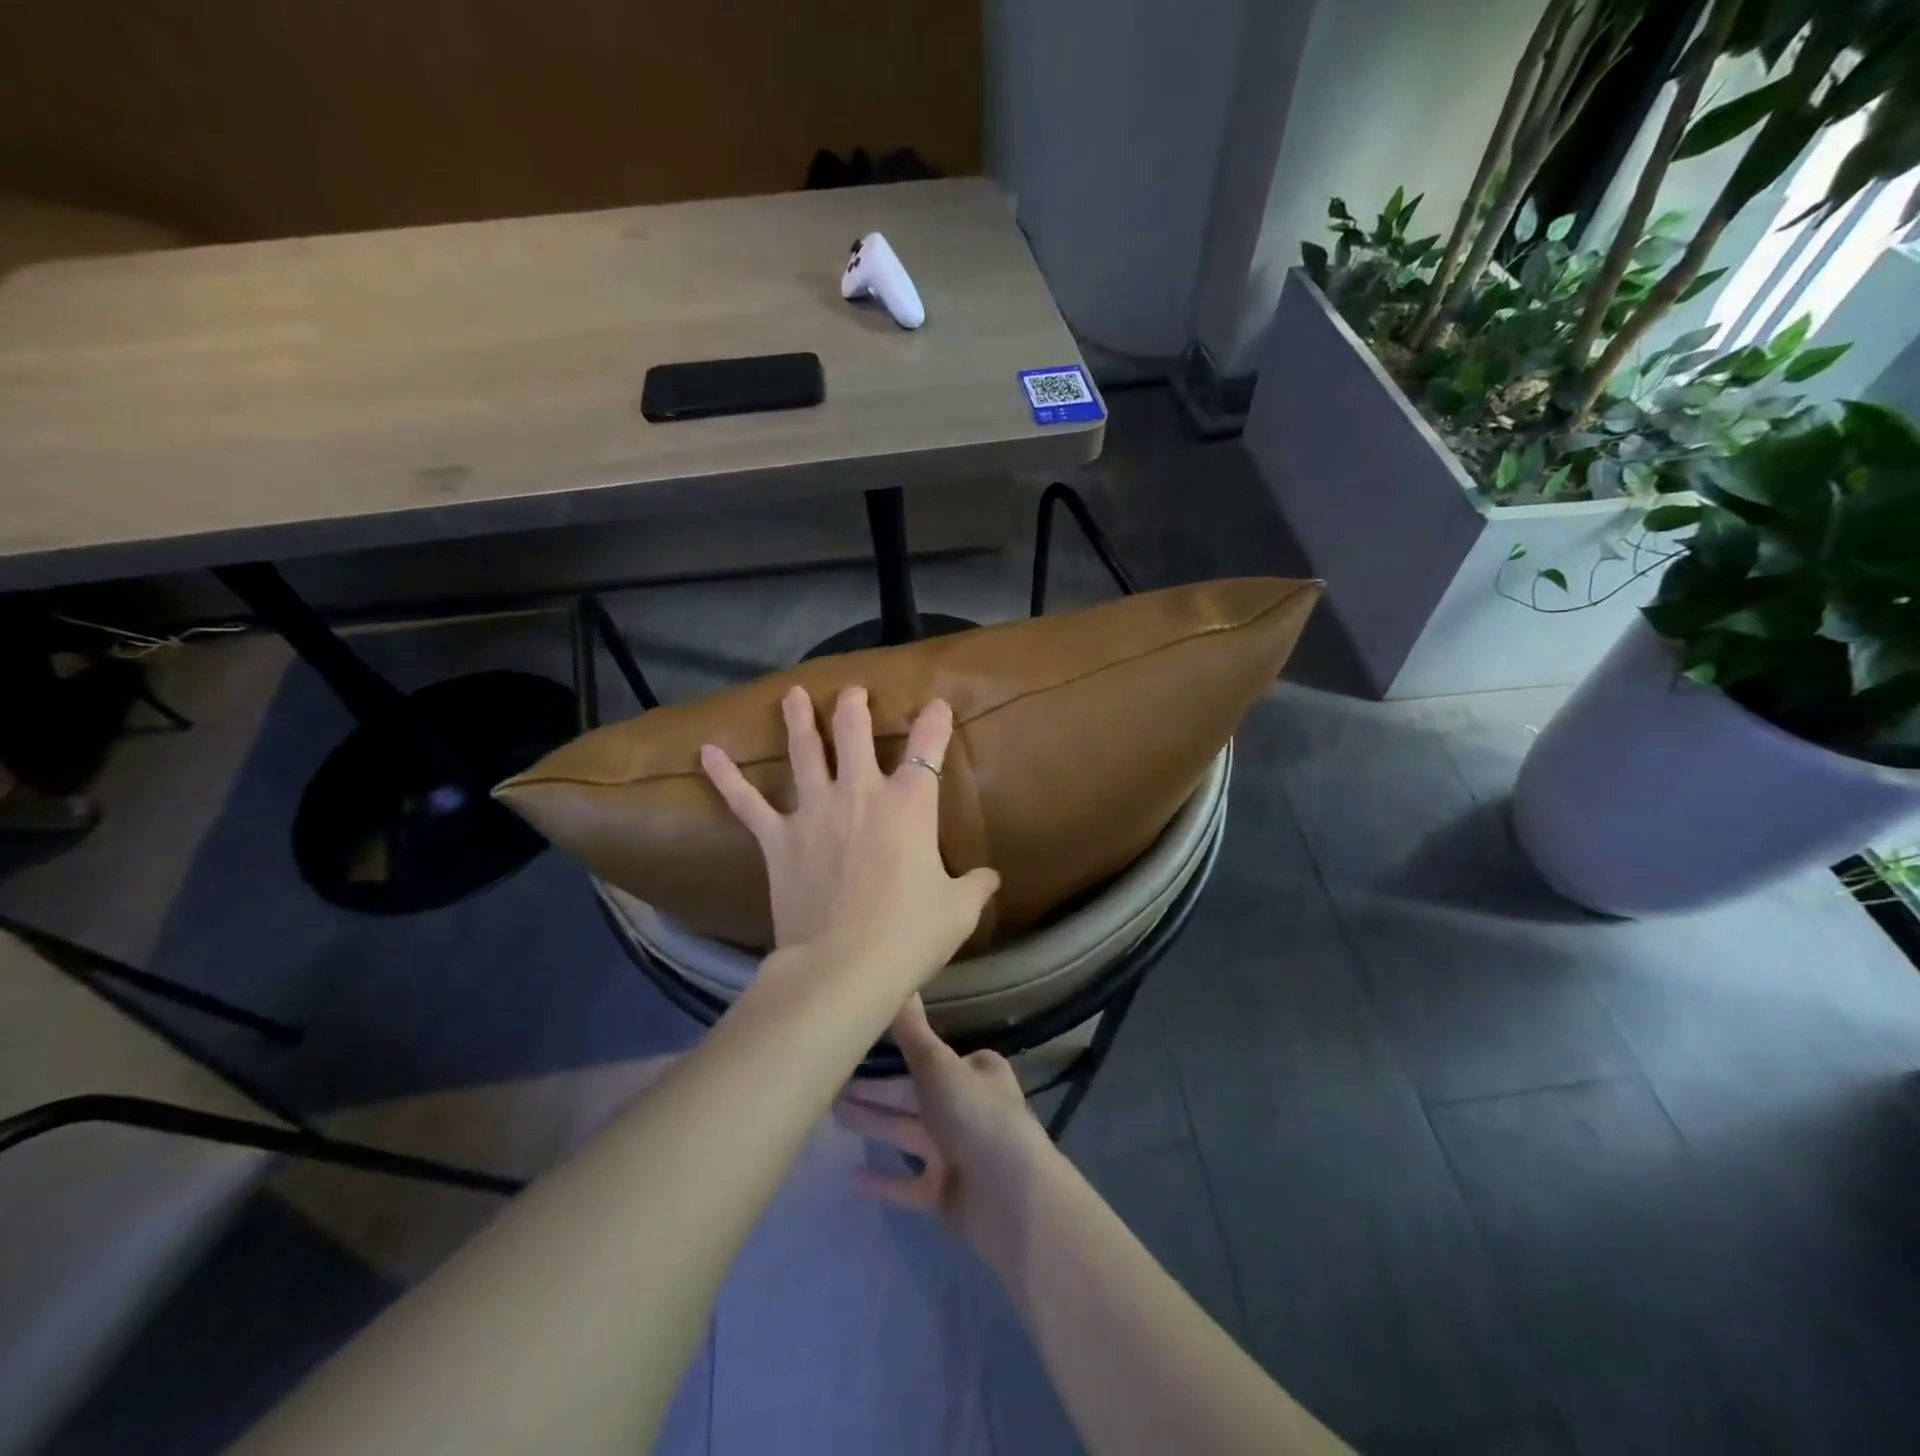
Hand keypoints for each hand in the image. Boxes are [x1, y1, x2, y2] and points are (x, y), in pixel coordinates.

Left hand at [700, 685, 999, 982]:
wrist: (845, 966)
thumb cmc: (910, 934)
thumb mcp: (958, 910)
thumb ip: (976, 886)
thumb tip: (991, 878)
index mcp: (910, 805)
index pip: (928, 747)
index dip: (935, 721)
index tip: (937, 704)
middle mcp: (861, 795)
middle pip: (855, 734)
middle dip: (854, 708)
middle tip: (852, 692)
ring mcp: (815, 812)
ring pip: (805, 752)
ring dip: (799, 721)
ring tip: (792, 695)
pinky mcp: (778, 839)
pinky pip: (746, 802)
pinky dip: (726, 777)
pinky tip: (706, 752)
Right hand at [833, 996, 1054, 1255]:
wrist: (1008, 1198)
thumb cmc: (974, 1116)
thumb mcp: (937, 1065)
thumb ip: (912, 1031)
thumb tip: (901, 981)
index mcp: (975, 1072)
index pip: (930, 1058)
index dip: (896, 1055)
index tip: (859, 1050)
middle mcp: (968, 1108)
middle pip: (913, 1095)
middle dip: (876, 1091)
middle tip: (832, 1085)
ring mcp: (957, 1153)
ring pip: (907, 1133)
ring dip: (874, 1124)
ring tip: (833, 1115)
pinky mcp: (946, 1193)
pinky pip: (907, 1183)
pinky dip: (882, 1179)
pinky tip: (850, 1177)